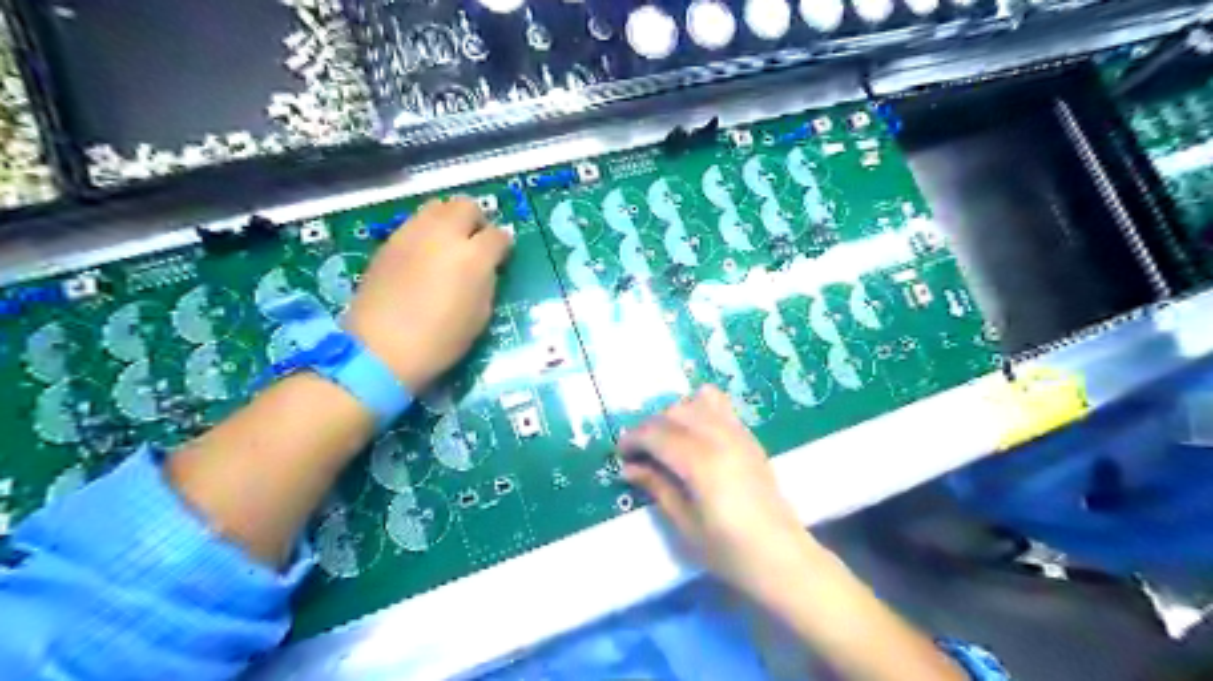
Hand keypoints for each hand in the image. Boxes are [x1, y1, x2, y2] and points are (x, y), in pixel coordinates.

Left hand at [345, 197, 509, 390]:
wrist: (381, 349)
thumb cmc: (440, 340)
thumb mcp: (480, 315)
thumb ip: (487, 281)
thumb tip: (487, 266)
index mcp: (473, 256)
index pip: (498, 235)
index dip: (503, 245)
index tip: (502, 256)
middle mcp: (443, 235)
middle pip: (466, 206)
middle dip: (476, 220)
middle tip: (476, 242)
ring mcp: (412, 234)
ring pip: (437, 206)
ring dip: (449, 219)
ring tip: (449, 244)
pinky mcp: (389, 242)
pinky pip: (415, 223)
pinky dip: (426, 231)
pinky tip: (424, 255)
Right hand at [624, 386, 812, 602]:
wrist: (782, 558)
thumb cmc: (730, 551)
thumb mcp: (685, 524)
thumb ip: (658, 488)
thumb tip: (629, 468)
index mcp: (701, 462)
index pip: (657, 433)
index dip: (633, 439)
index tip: (620, 454)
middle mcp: (720, 438)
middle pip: (674, 413)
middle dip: (650, 427)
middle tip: (640, 453)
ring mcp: (738, 434)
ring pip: (697, 402)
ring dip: (674, 415)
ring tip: (667, 441)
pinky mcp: (750, 438)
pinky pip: (721, 406)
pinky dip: (700, 409)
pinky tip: (693, 434)